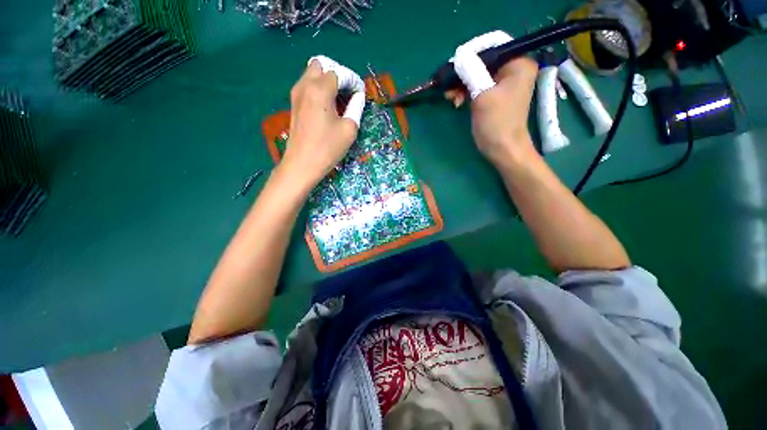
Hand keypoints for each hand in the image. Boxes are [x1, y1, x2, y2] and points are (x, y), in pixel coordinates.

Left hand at [282, 56, 365, 184]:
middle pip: (321, 65)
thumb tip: (358, 96)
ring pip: (311, 73)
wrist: (302, 164)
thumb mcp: (349, 130)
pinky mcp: (294, 104)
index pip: (339, 73)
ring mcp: (296, 94)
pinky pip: (307, 85)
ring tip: (338, 99)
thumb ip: (356, 108)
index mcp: (320, 90)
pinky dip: (318, 88)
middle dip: (336, 73)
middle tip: (347, 92)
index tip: (360, 93)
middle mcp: (305, 86)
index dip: (352, 81)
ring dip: (326, 80)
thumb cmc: (327, 148)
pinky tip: (327, 106)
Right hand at [445, 31, 538, 167]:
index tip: (455, 64)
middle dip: (464, 71)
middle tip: (448, 84)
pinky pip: (477, 85)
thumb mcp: (483, 95)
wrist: (502, 149)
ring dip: (461, 84)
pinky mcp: (494, 94)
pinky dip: (466, 91)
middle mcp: (513, 68)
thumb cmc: (497, 123)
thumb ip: (471, 71)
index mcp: (518, 63)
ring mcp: (503, 82)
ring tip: (450, 97)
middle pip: (484, 59)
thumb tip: (458, 56)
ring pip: (478, 73)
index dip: (472, 51)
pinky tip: (456, 101)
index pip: (494, 43)